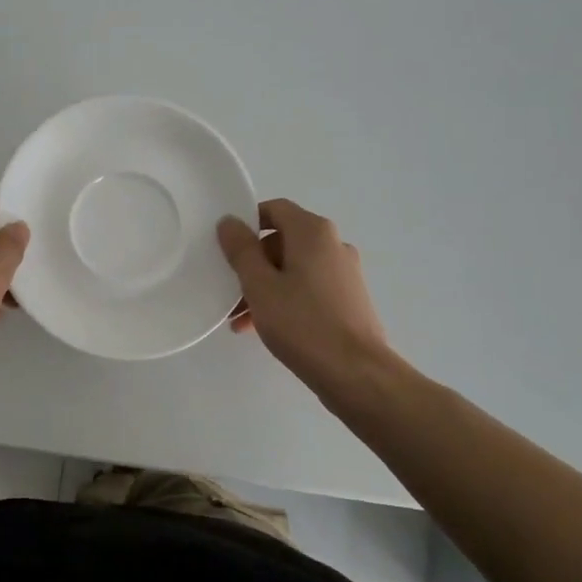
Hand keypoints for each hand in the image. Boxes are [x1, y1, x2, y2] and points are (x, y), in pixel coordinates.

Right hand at [217, 198, 392, 398]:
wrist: (356, 373)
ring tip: (240, 319)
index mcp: (313, 232)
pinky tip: (262, 328)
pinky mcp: (348, 299)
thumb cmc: (302, 323)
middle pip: (283, 241)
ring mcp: (344, 273)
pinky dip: (284, 299)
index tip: (226, 246)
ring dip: (264, 286)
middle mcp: (333, 245)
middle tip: (229, 290)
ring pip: (293, 269)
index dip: (247, 222)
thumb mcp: (259, 285)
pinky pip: (307, 288)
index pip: (275, 209)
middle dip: (252, 263)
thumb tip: (230, 221)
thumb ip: (241, 250)